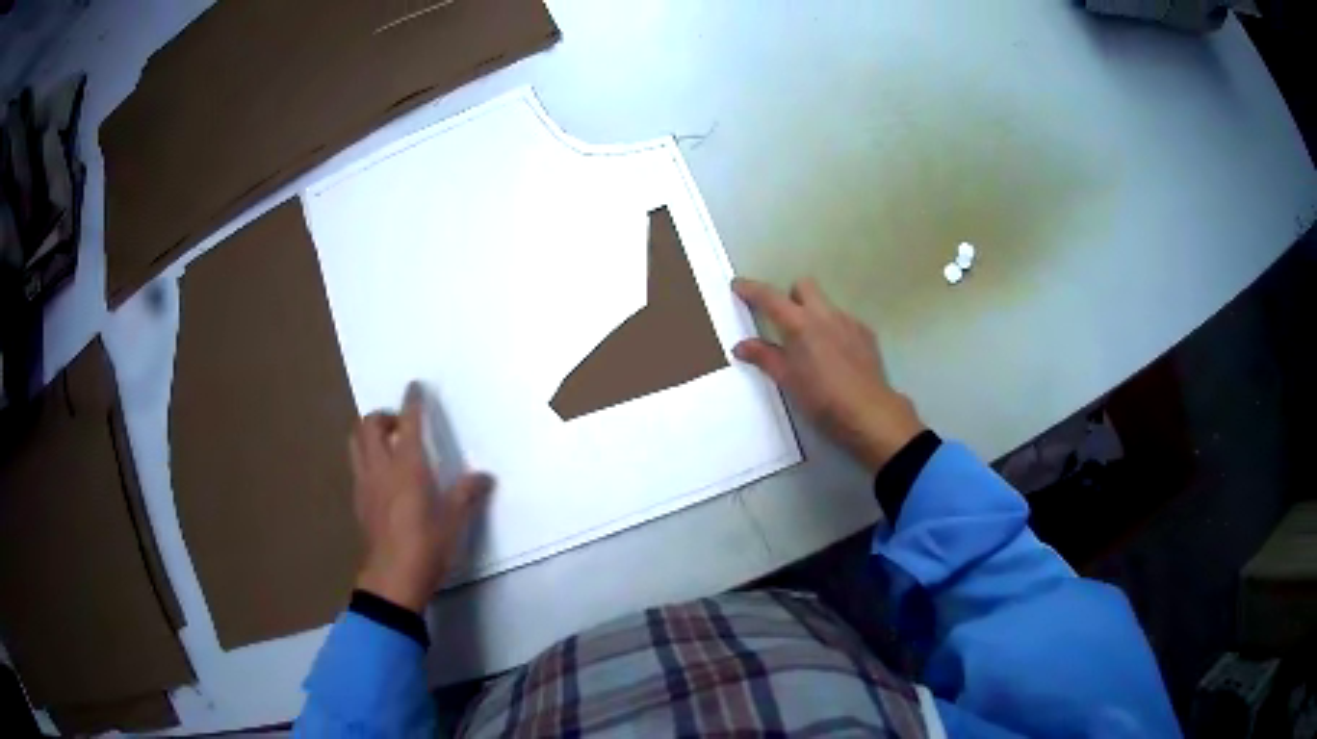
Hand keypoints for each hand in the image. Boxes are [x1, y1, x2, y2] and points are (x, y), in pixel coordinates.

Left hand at [349, 383, 493, 612]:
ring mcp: (365, 483)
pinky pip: (357, 465)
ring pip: (356, 442)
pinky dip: (366, 457)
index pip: (408, 422)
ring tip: (387, 445)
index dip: (412, 402)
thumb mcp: (454, 521)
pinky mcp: (359, 501)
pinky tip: (382, 477)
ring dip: (369, 433)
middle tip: (400, 426)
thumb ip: (467, 494)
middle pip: (369, 425)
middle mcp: (381, 467)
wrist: (393, 578)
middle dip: (383, 415)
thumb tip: (484, 476)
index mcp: (407, 467)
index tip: (414, 387)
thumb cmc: (427, 547)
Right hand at [732, 277, 924, 472]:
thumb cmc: (822, 399)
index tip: (737, 285)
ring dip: (813, 314)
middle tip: (783, 321)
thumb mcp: (787, 380)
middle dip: (790, 296)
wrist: (869, 412)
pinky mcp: (866, 334)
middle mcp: (825, 314)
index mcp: (800, 324)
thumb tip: (741, 346)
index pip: (769, 297)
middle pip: (803, 286)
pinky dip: (833, 330)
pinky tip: (835, 356)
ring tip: (811, 345)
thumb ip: (764, 357)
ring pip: (825, 304)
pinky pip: (843, 321)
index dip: (751, 289)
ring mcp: (848, 321)